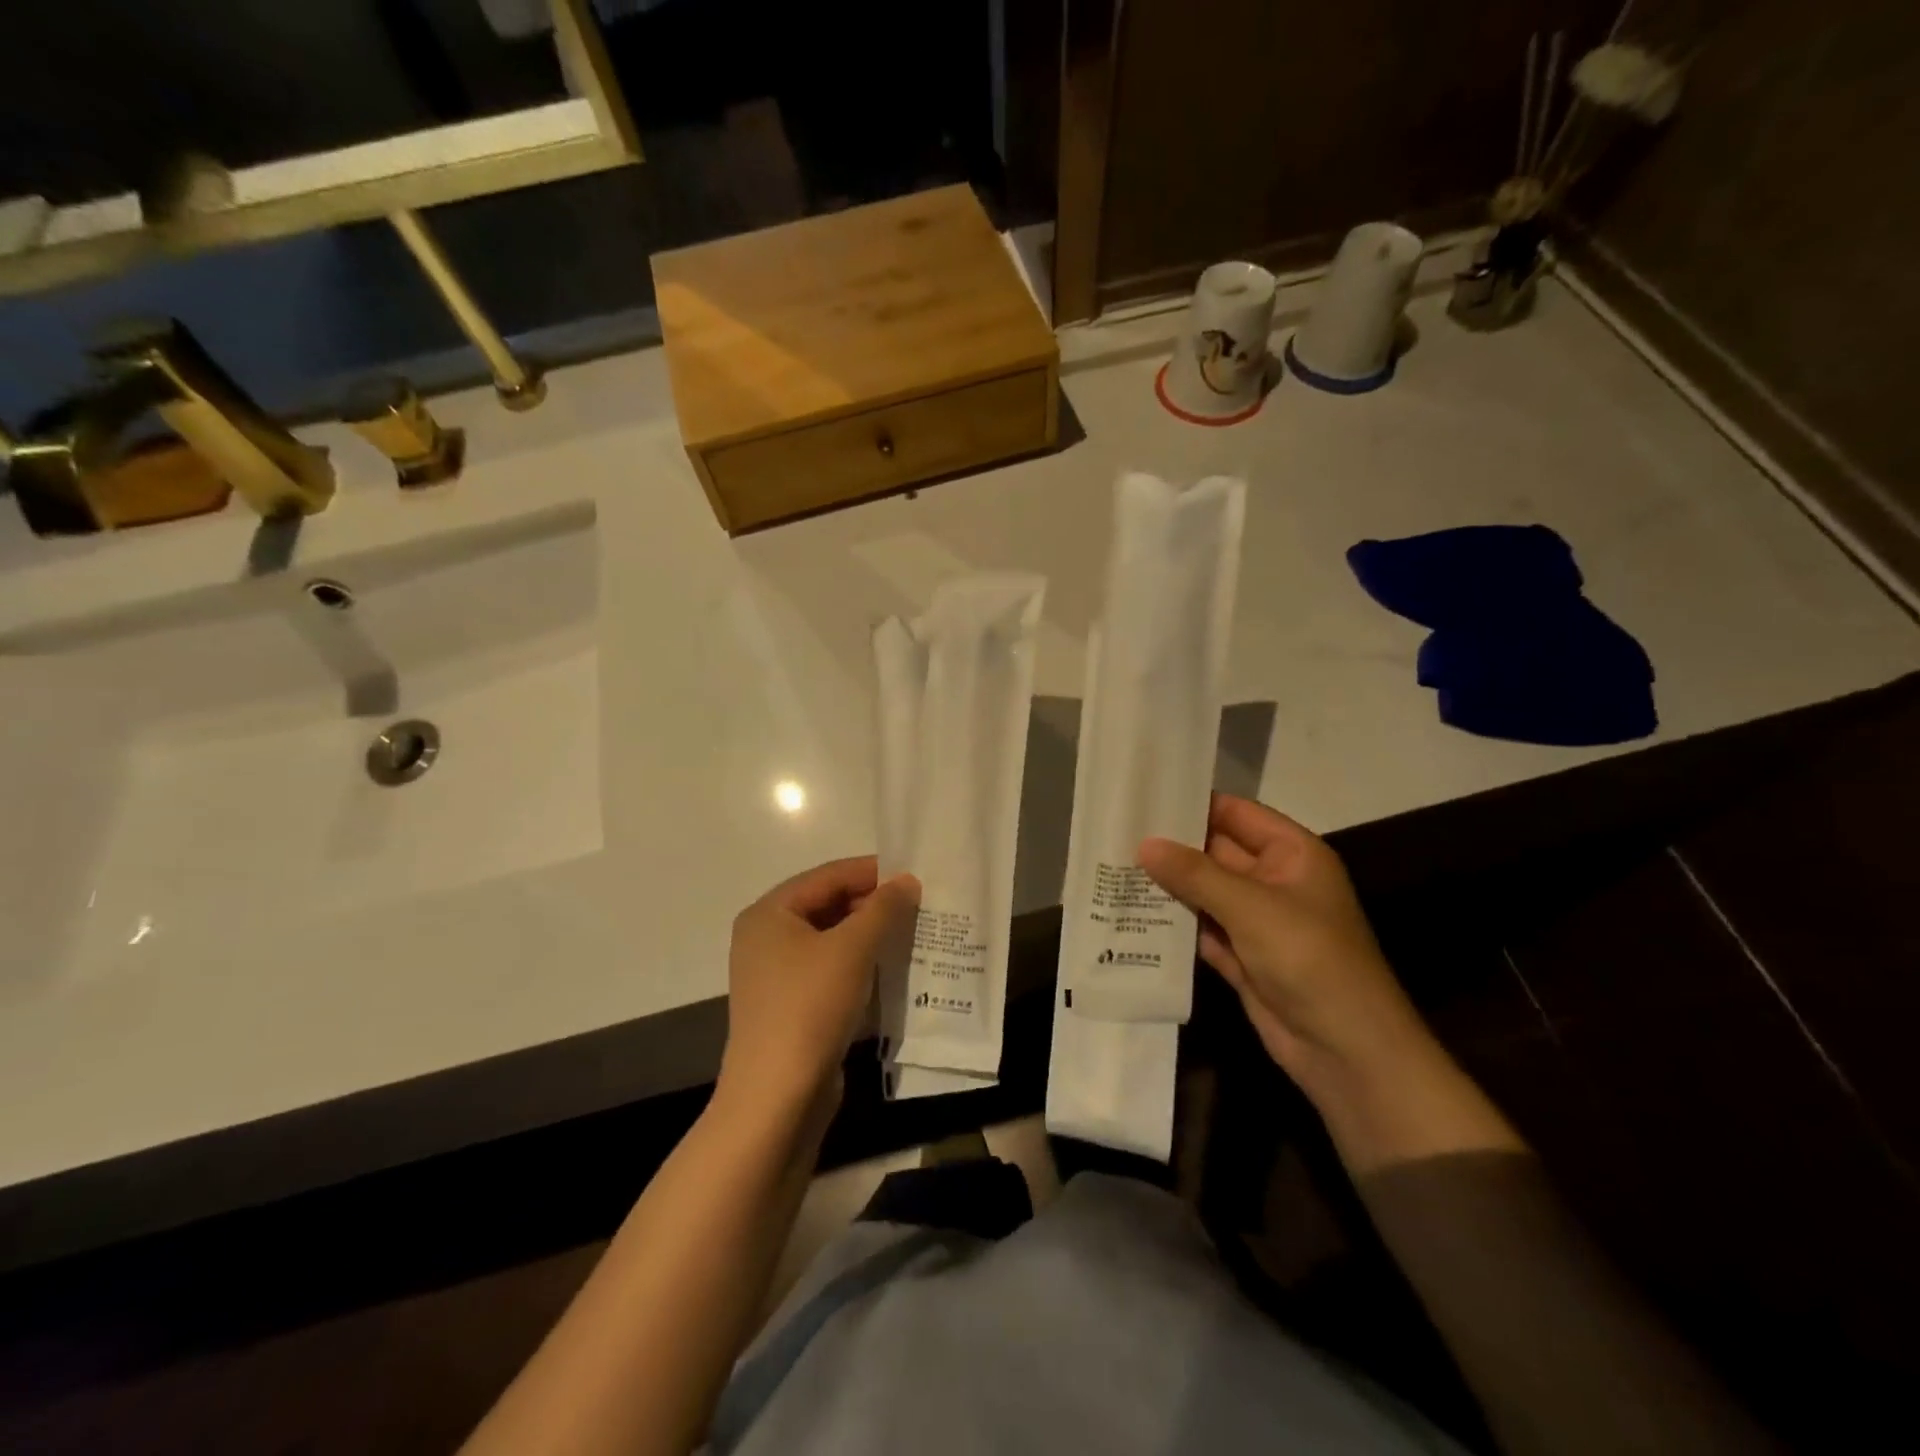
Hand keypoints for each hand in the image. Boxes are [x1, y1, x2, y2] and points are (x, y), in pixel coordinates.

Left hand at [717, 857, 920, 1115]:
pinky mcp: (791, 1006)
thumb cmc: (810, 1006)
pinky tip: (892, 969)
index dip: (872, 872)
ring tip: (913, 933)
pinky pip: (831, 971)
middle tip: (919, 906)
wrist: (777, 1097)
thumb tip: (907, 881)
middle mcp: (767, 938)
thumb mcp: (852, 949)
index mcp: (770, 914)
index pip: (828, 876)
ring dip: (870, 936)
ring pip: (832, 940)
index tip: (914, 874)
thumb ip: (883, 908)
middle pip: (828, 905)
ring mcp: (777, 975)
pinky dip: (860, 965)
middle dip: (873, 905)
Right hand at [1139, 795, 1432, 1099]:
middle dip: (1170, 846)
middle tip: (1117, 831)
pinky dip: (1171, 924)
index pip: (1237, 814)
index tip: (1145, 796)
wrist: (1346, 1051)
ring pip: (1203, 893)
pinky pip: (1199, 930)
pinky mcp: (1240, 957)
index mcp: (1292, 855)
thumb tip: (1145, 844)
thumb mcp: (1251, 906)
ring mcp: (1256, 922)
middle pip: (1215, 853)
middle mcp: (1273, 881)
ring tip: (1112, 867)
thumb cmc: (1309, 958)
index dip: (1194, 804)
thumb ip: (1195, 873)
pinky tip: (1130, 912)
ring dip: (1166, 885)